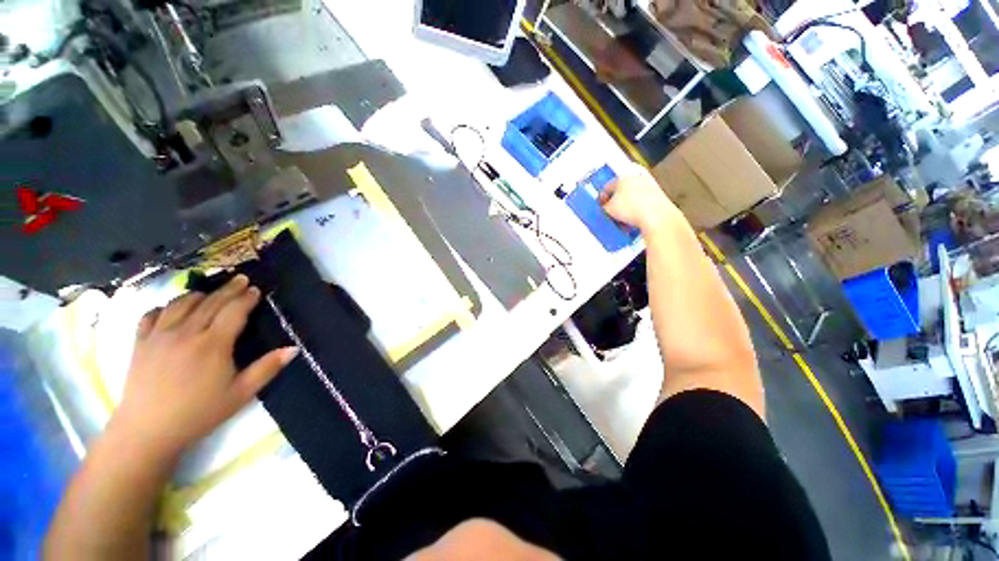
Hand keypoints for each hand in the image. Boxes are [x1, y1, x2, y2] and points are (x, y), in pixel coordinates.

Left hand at [112, 275, 297, 461]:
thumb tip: (294, 348)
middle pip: (210, 303)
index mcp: (213, 345)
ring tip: (209, 292)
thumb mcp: (240, 394)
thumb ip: (267, 368)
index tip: (255, 289)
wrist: (147, 431)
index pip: (233, 311)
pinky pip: (151, 315)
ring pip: (180, 304)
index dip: (246, 298)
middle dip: (228, 289)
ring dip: (198, 294)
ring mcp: (159, 336)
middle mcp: (186, 333)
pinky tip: (171, 309)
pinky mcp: (140, 343)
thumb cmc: (199, 413)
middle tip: (240, 279)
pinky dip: (164, 307)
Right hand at [600, 170, 679, 232]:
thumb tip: (605, 208)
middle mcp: (636, 178)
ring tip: (623, 220)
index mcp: (622, 177)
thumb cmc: (631, 209)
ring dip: (627, 207)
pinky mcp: (659, 195)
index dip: (602, 198)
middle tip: (611, 213)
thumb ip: (604, 207)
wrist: (656, 216)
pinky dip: (638, 210)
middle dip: (616, 202)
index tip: (600, 206)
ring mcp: (649, 185)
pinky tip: (634, 220)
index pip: (607, 186)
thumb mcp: (608, 210)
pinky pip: (643, 203)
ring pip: (632, 197)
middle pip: (621, 190)